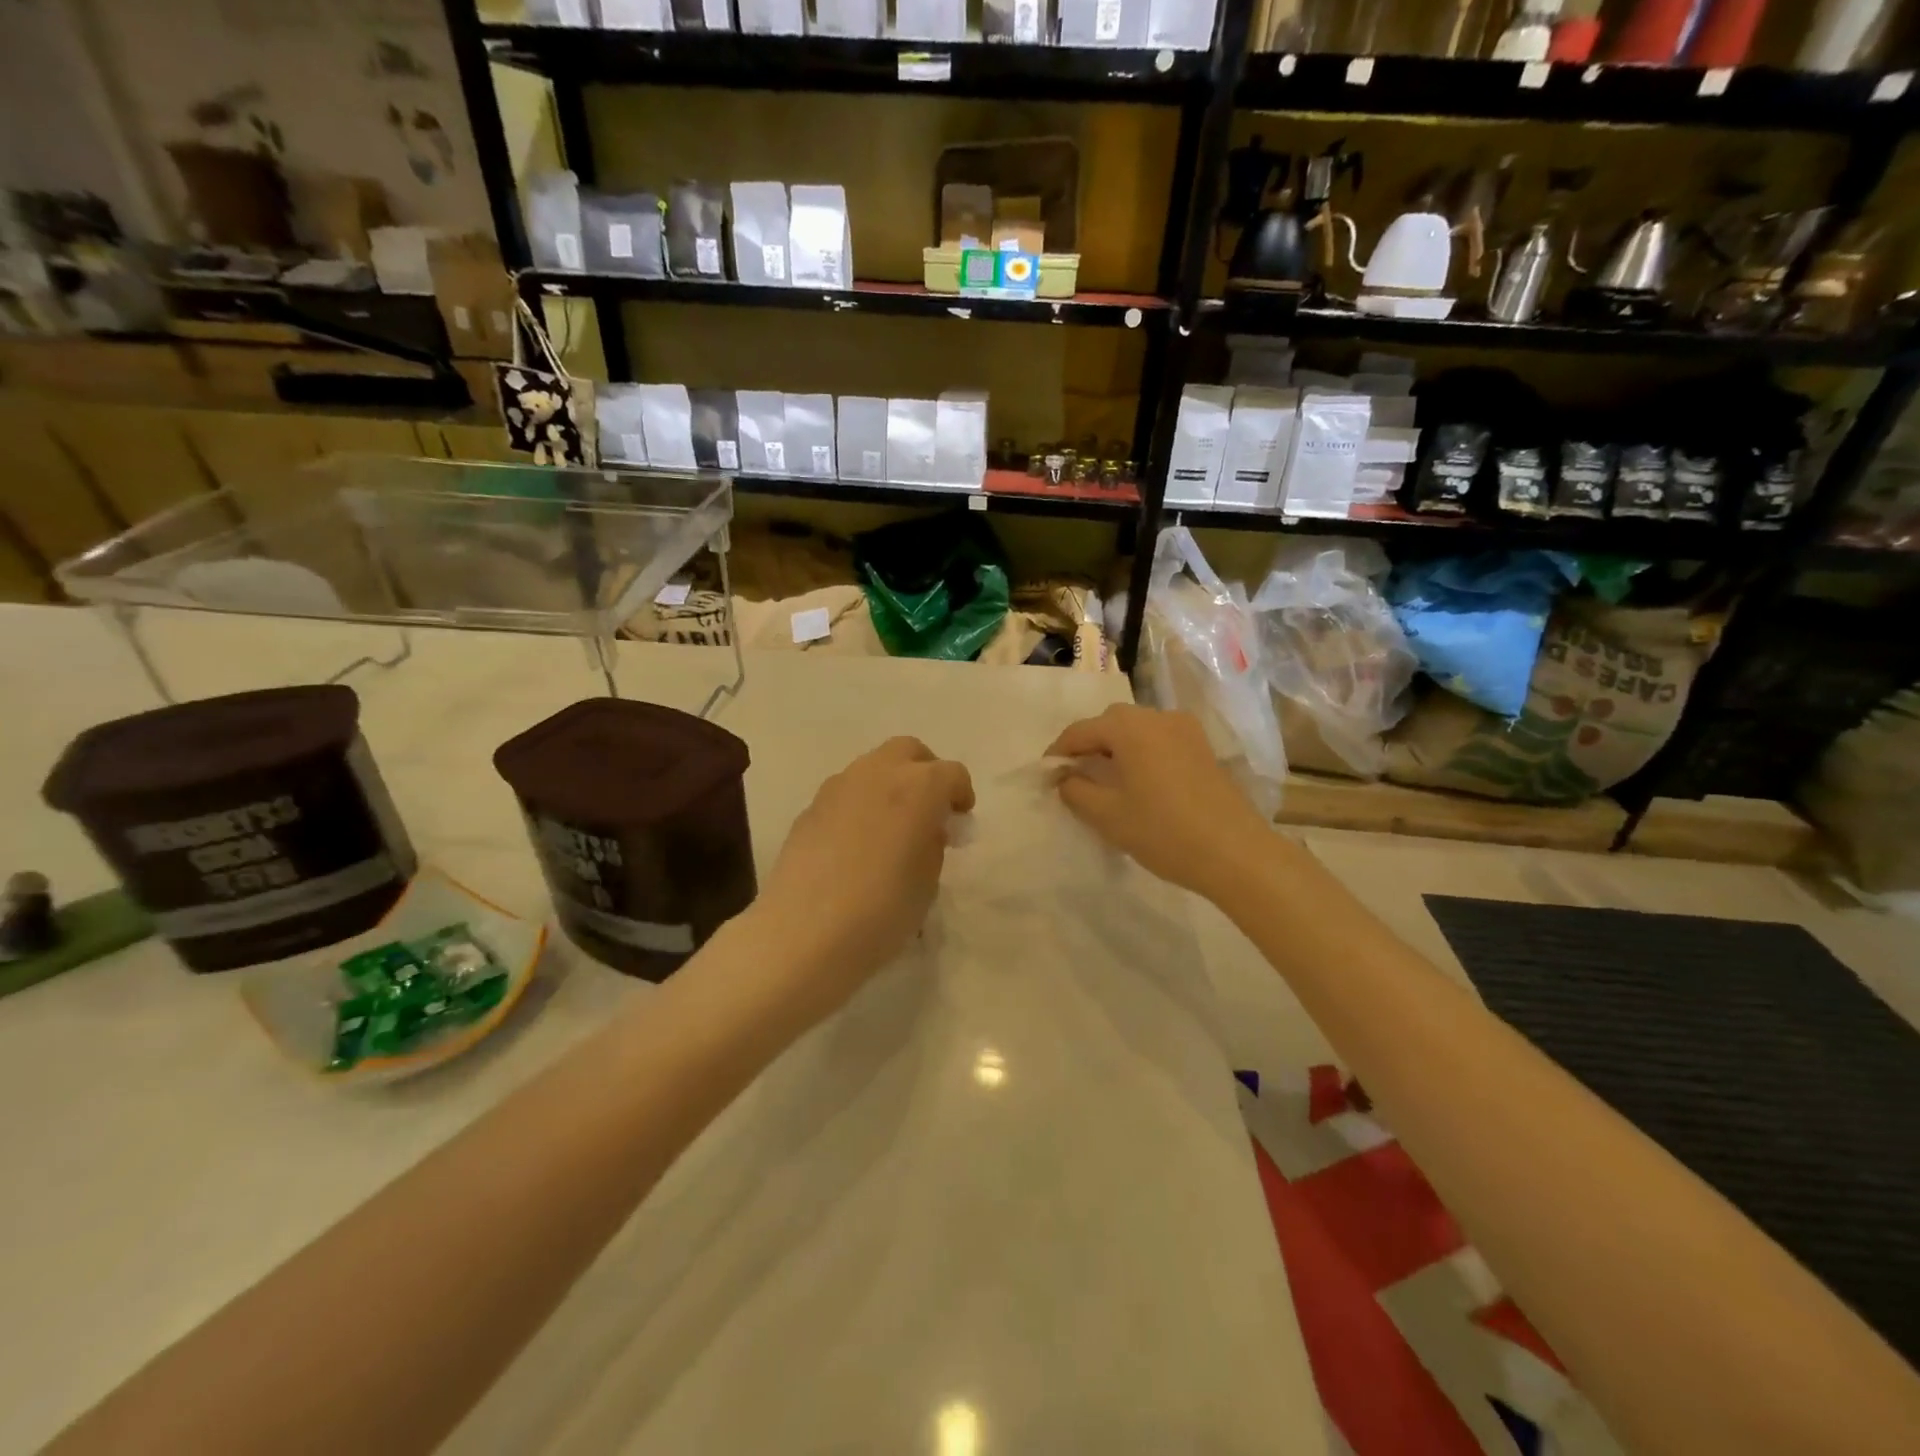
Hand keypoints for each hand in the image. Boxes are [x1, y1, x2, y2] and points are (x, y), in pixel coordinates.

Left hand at [745, 737, 973, 1015]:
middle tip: (929, 809)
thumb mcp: (927, 881)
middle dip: (925, 772)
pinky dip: (860, 805)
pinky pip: (845, 794)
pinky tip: (856, 844)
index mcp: (918, 787)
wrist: (804, 933)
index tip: (960, 820)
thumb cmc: (882, 910)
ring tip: (891, 827)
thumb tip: (926, 828)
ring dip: (889, 785)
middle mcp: (877, 773)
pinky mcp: (809, 808)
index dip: (961, 794)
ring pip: (872, 767)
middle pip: (908, 751)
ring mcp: (837, 787)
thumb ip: (933, 844)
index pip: (952, 773)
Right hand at [1047, 704, 1273, 898]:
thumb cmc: (1163, 831)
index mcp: (1129, 727)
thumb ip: (1075, 790)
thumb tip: (1064, 777)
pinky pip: (1159, 740)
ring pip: (1137, 730)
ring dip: (1116, 748)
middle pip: (1110, 723)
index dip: (1058, 752)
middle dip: (1088, 745)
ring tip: (1104, 780)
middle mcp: (1157, 717)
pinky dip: (1141, 753)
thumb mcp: (1107, 815)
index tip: (1045, 775)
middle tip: (1074, 776)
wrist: (1235, 853)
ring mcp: (1185, 730)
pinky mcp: (1203, 747)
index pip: (1080, 731)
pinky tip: (1138, 782)